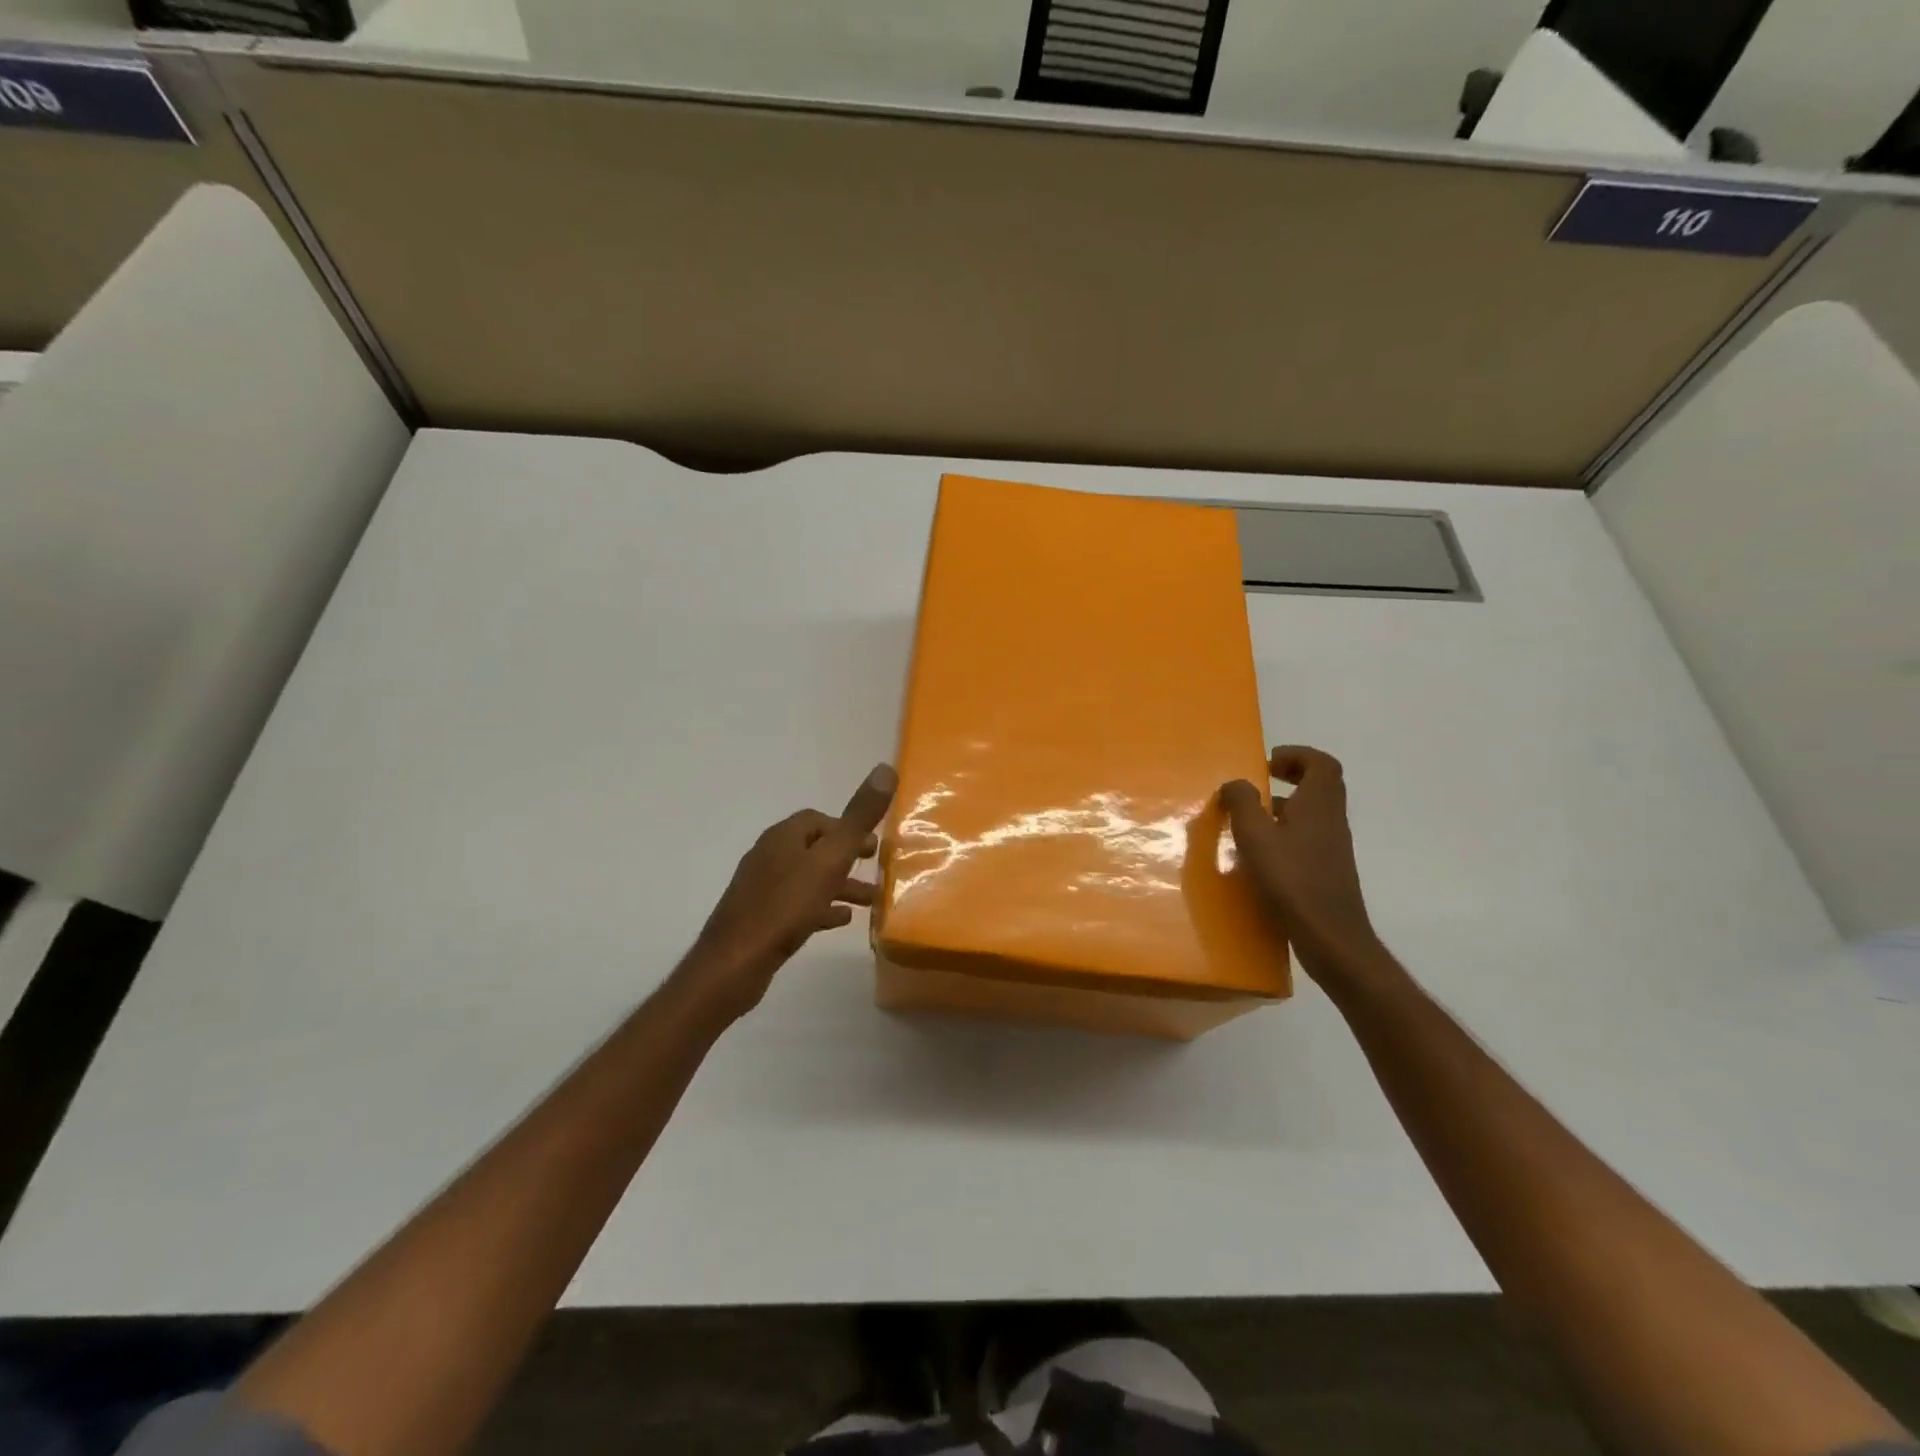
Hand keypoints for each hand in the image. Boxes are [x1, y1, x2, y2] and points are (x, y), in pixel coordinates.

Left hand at [683, 763, 896, 1017]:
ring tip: (870, 901)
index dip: (847, 826)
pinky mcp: (761, 919)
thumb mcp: (830, 860)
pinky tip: (840, 920)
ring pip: (809, 878)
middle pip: (814, 848)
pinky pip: (798, 905)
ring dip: (840, 884)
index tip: (873, 844)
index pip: (817, 819)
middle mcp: (769, 857)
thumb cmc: (785, 907)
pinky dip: (822, 906)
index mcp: (782, 837)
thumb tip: (885, 769)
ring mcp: (762, 889)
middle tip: (875, 866)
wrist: (734, 964)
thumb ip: (858, 818)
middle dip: (846, 856)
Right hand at [1220, 746, 1381, 978]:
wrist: (1330, 936)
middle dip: (1291, 776)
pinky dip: (1287, 832)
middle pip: (1321, 784)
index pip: (1321, 763)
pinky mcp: (1327, 870)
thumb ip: (1241, 803)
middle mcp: (1331, 820)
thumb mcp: (1255, 836)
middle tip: (1260, 783)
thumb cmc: (1291, 879)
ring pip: (1313, 812)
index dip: (1296, 755)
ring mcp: (1333, 847)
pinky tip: (1261, 853)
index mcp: (1318, 804)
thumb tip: (1235, 783)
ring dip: (1286, 805)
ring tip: (1251, 818)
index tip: (1267, 763)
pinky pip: (1309, 836)